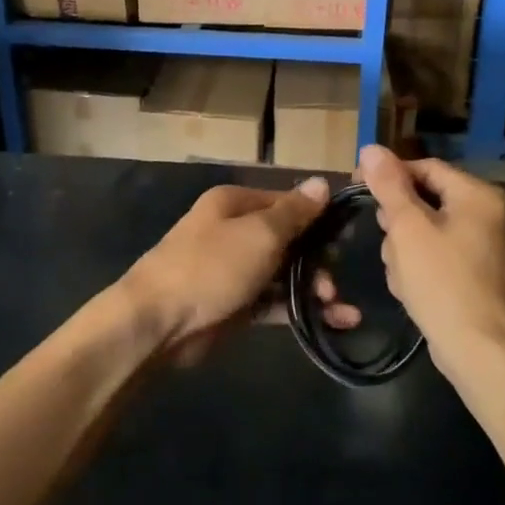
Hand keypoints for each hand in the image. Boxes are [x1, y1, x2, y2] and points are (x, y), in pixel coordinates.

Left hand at [122, 179, 357, 359]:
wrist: (158, 322)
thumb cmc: (212, 266)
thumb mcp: (260, 233)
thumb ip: (295, 212)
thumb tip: (322, 182)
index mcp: (235, 204)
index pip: (287, 202)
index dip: (318, 218)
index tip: (346, 237)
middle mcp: (235, 232)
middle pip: (288, 240)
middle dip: (318, 260)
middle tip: (334, 282)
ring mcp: (234, 270)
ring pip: (284, 274)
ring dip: (314, 289)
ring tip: (339, 310)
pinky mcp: (235, 306)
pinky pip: (275, 303)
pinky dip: (300, 310)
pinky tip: (333, 322)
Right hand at [357, 145, 504, 374]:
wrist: (483, 353)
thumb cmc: (444, 282)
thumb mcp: (409, 229)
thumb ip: (389, 186)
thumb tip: (371, 148)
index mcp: (478, 195)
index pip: (424, 168)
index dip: (388, 176)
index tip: (357, 188)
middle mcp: (488, 214)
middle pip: (425, 200)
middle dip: (399, 224)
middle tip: (389, 247)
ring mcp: (485, 247)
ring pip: (426, 231)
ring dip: (405, 250)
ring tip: (402, 277)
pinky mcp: (477, 274)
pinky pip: (438, 256)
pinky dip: (420, 268)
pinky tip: (412, 291)